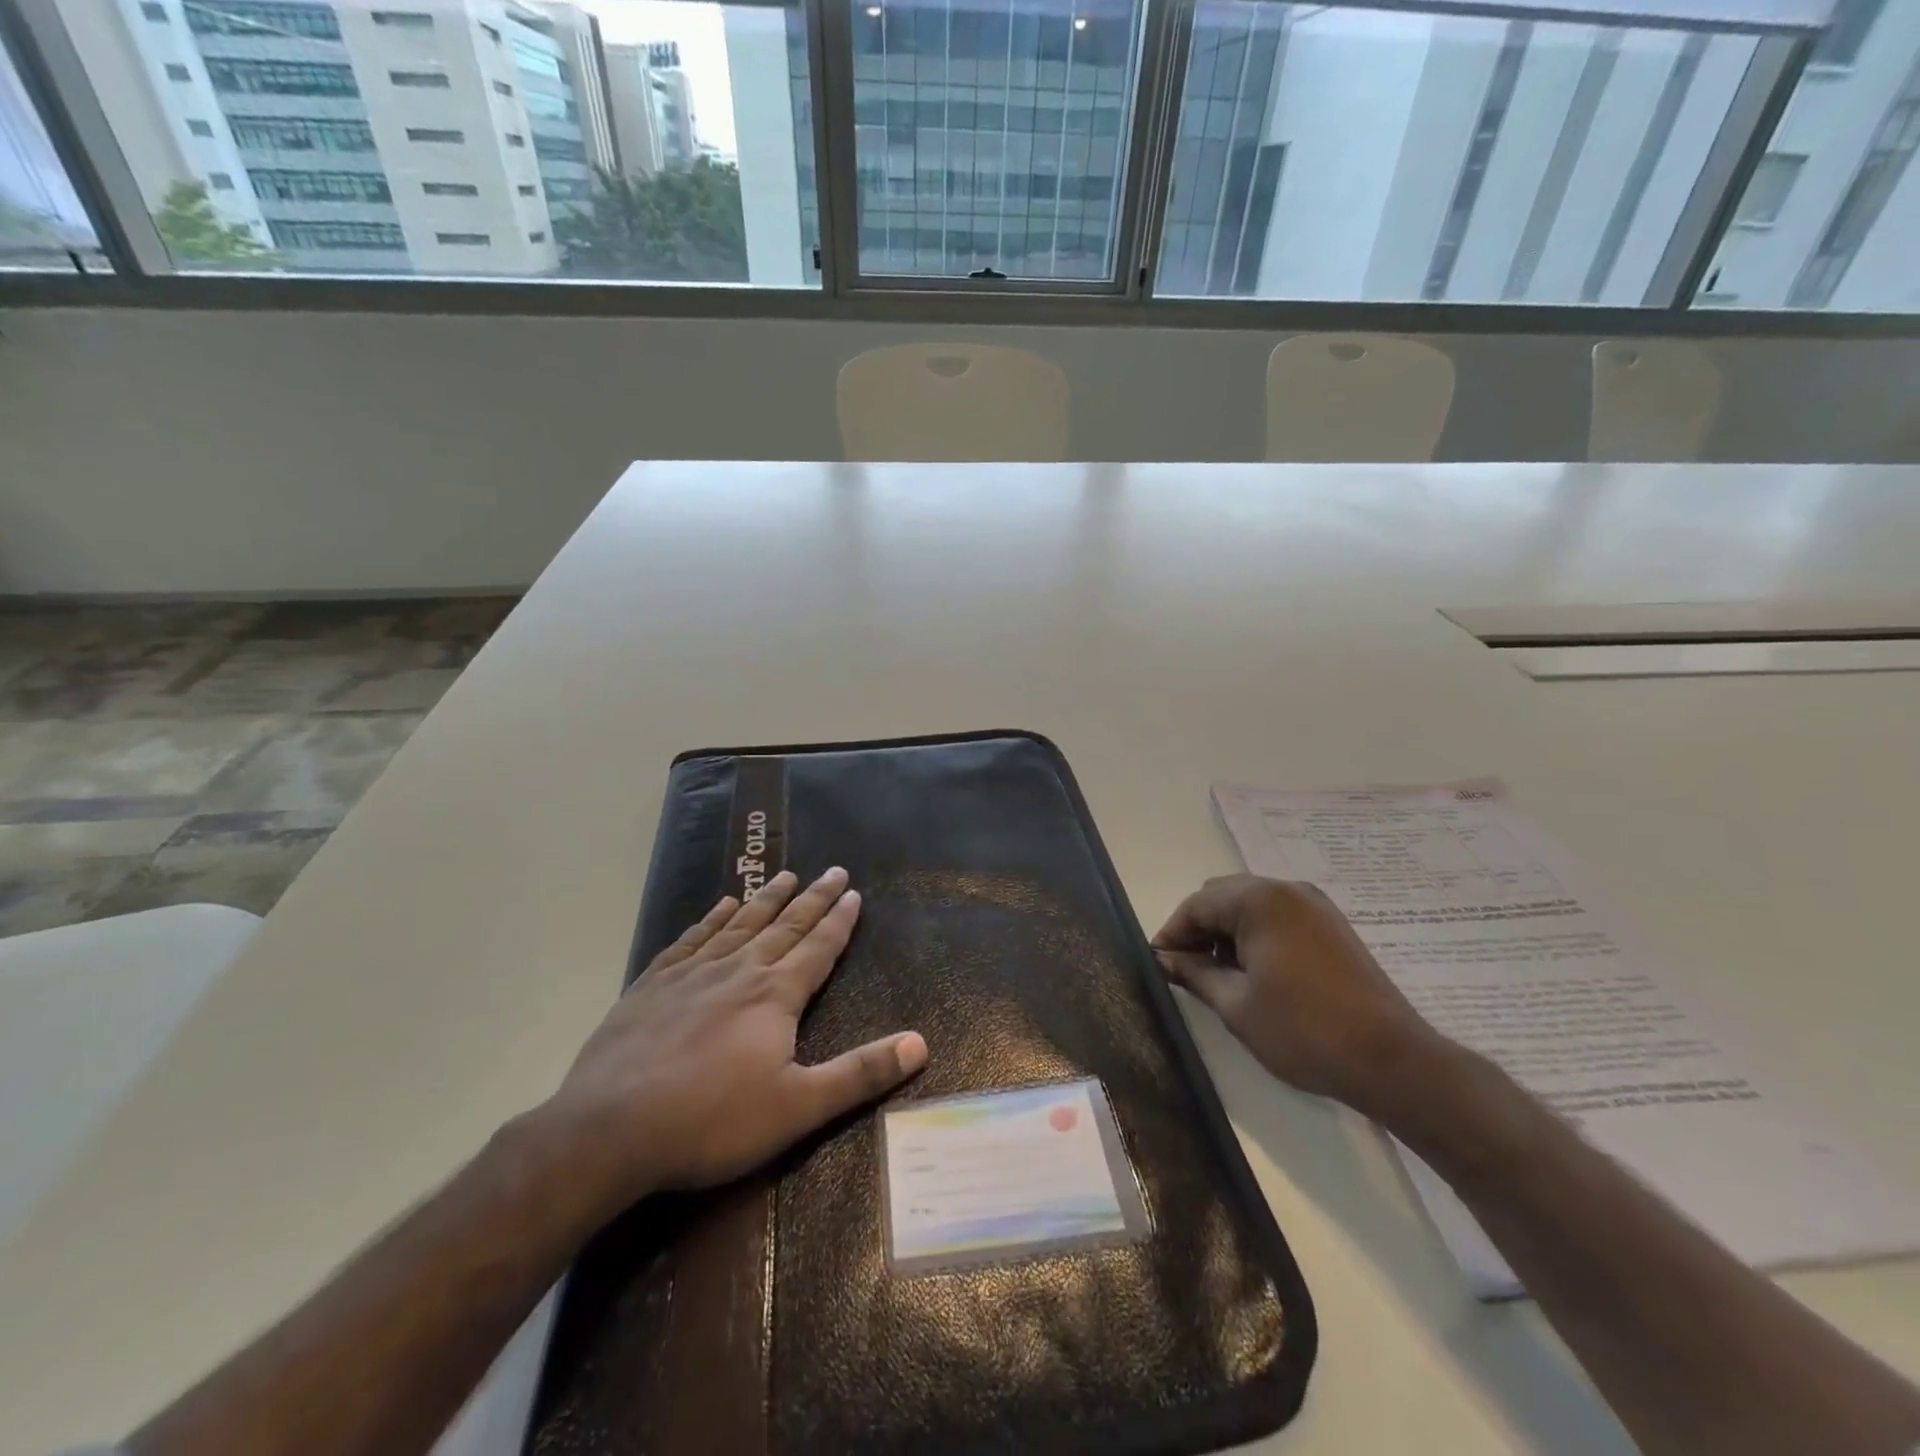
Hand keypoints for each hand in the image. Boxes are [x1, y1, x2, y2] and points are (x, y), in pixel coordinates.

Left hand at [533, 867, 926, 1217]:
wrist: (610, 1128)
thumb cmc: (712, 1121)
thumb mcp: (798, 1107)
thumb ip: (860, 1073)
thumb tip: (921, 1043)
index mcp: (776, 995)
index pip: (818, 948)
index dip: (840, 921)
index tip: (854, 892)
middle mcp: (739, 970)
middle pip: (785, 925)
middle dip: (813, 898)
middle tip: (833, 870)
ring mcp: (693, 972)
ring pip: (740, 924)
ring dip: (767, 898)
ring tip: (786, 874)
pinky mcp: (654, 983)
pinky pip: (692, 938)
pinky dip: (712, 918)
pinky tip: (721, 905)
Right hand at [1152, 875, 1442, 1114]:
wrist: (1391, 1060)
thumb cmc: (1304, 1031)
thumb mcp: (1236, 1005)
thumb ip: (1194, 973)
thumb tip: (1164, 959)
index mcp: (1259, 900)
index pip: (1197, 904)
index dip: (1172, 934)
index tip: (1159, 965)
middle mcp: (1287, 889)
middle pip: (1222, 896)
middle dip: (1199, 929)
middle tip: (1186, 970)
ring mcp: (1314, 905)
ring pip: (1250, 905)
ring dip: (1227, 932)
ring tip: (1219, 976)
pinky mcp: (1331, 925)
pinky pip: (1278, 916)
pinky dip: (1256, 935)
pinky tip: (1255, 973)